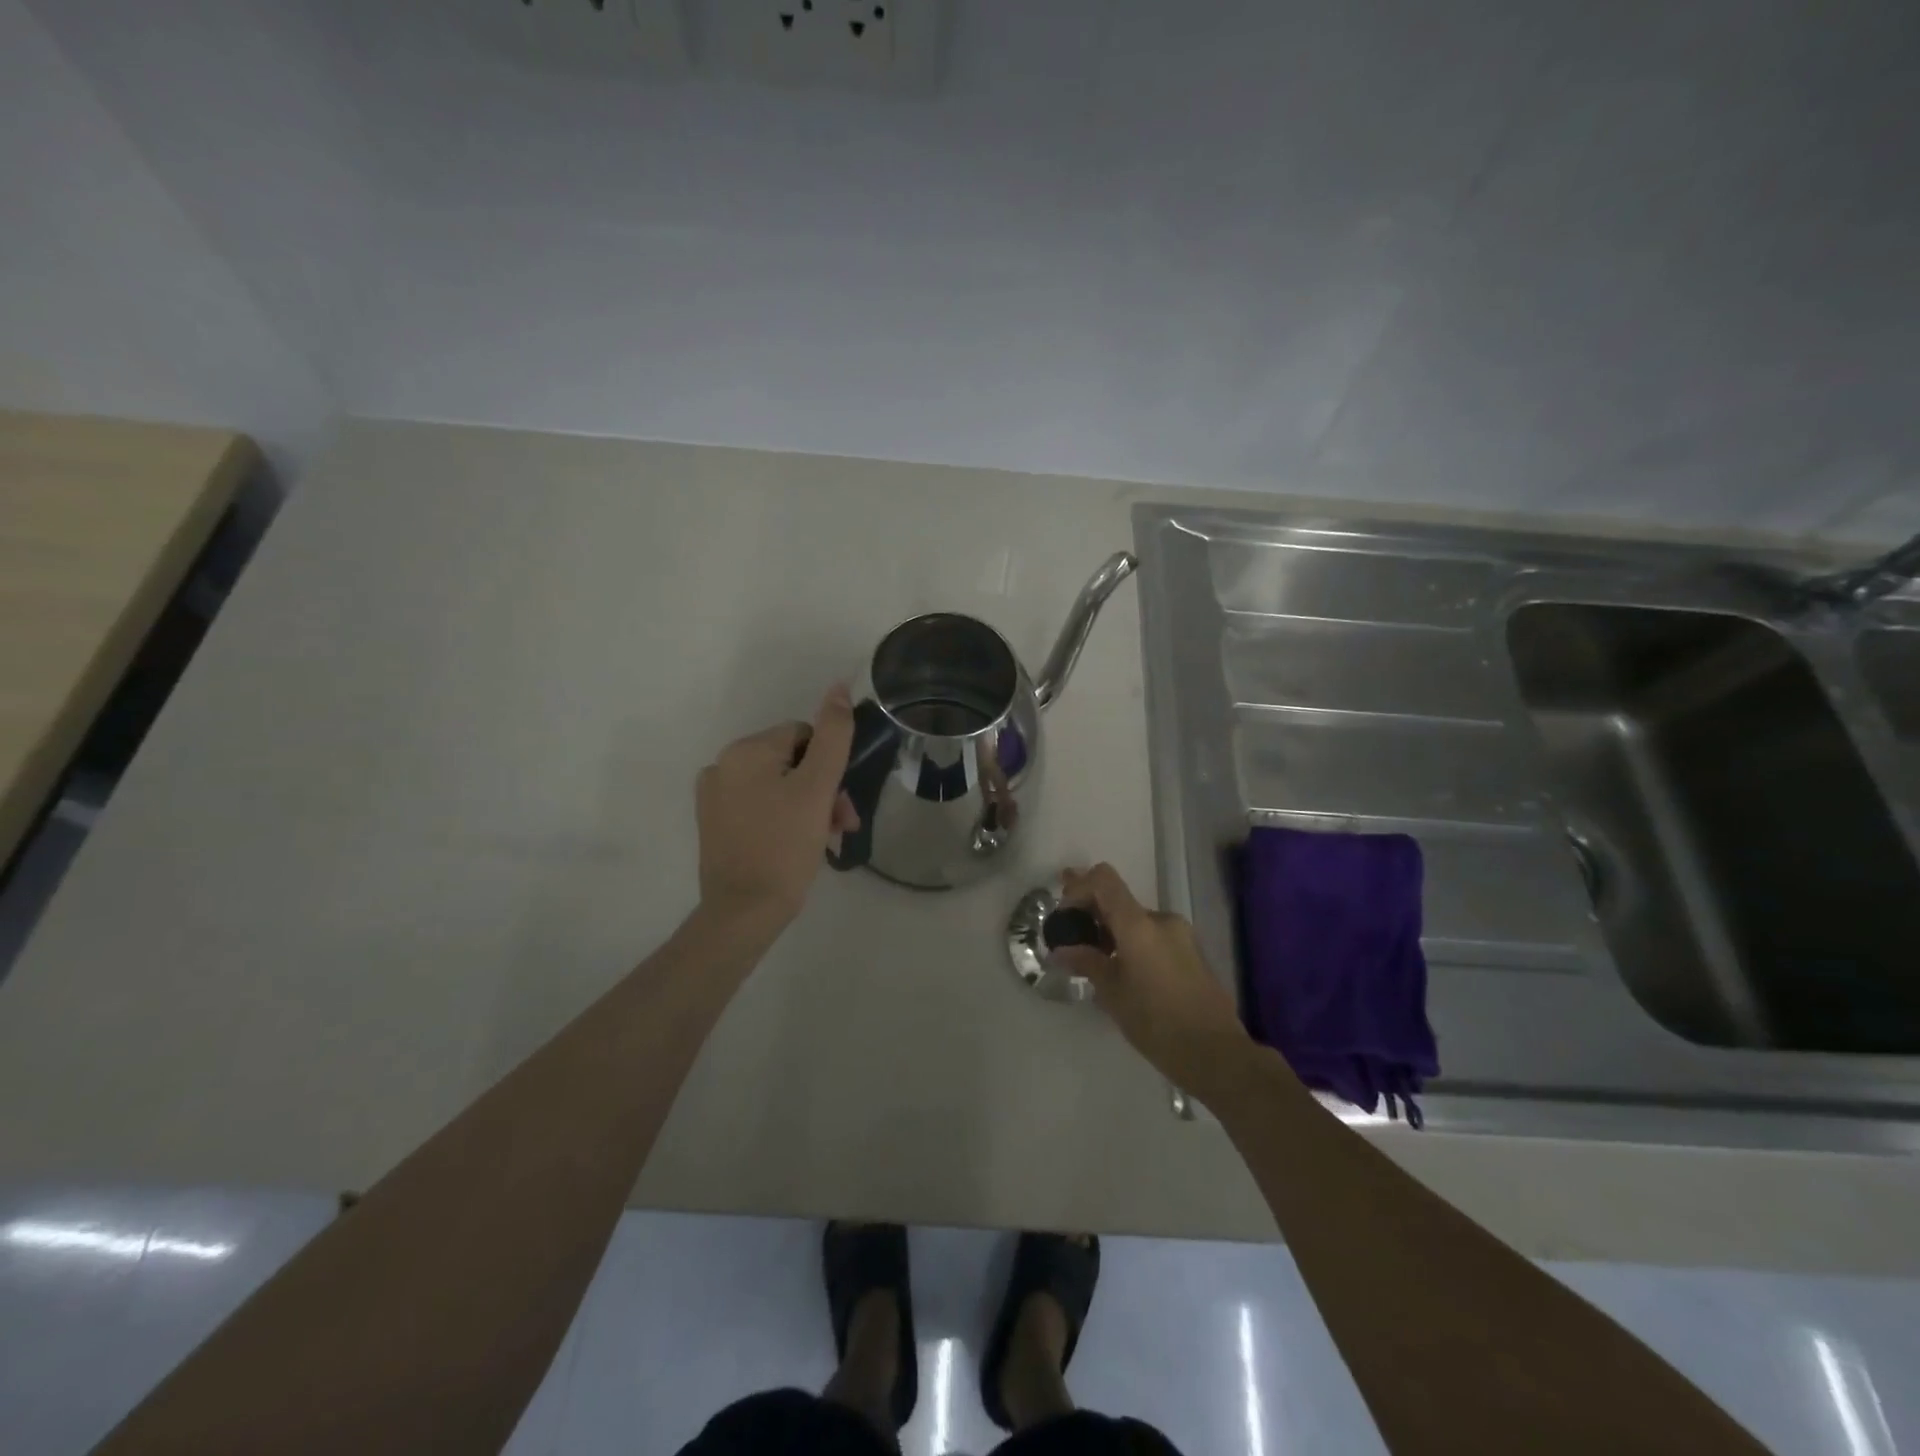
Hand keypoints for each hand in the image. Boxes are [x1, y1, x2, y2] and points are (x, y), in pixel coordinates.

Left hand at [696, 685, 858, 929]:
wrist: (744, 912)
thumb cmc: (785, 846)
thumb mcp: (818, 787)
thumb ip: (833, 735)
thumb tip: (837, 686)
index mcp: (746, 750)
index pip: (804, 736)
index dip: (830, 766)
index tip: (843, 802)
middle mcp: (723, 764)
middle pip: (791, 762)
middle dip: (822, 790)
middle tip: (841, 825)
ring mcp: (715, 796)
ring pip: (778, 785)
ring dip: (808, 806)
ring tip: (826, 839)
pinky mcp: (714, 823)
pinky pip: (759, 806)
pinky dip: (784, 818)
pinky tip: (799, 844)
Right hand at [1056, 863, 1251, 1093]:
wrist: (1216, 1054)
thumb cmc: (1156, 1022)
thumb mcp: (1112, 993)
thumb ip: (1086, 962)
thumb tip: (1061, 950)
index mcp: (1139, 924)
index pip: (1104, 880)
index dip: (1079, 888)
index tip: (1065, 915)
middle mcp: (1162, 919)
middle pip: (1119, 901)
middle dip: (1092, 915)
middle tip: (1071, 938)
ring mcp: (1181, 935)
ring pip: (1136, 921)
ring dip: (1112, 932)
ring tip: (1095, 962)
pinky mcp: (1192, 953)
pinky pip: (1153, 936)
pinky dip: (1132, 944)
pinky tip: (1122, 972)